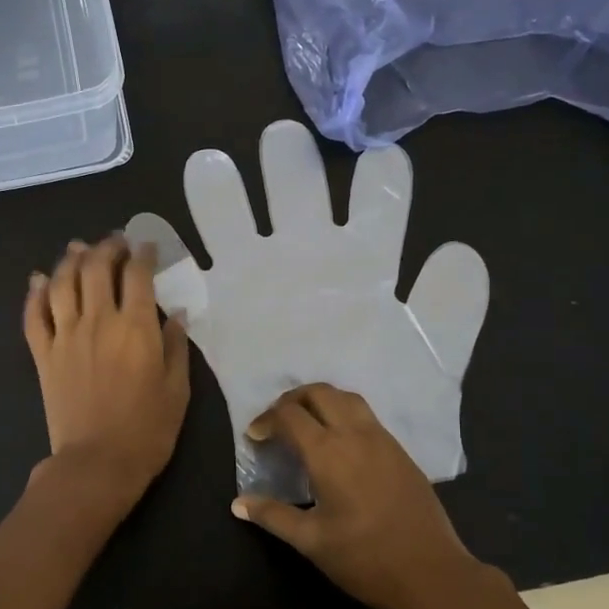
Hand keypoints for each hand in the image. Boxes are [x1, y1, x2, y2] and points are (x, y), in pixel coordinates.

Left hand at [24, 235, 190, 501]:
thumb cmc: (147, 430)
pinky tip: (37, 280)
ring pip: (61, 283)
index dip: (143, 254)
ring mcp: (65, 336)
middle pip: (96, 268)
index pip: (138, 275)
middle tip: (115, 242)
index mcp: (135, 328)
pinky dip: (33, 294)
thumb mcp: (177, 389)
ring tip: (78, 249)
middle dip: (106, 247)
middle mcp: (98, 321)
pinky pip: (33, 316)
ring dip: (69, 260)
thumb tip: (176, 314)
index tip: (147, 246)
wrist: (98, 463)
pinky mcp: (43, 355)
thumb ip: (176, 346)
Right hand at [125, 120, 488, 502]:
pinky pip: (189, 278)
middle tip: (280, 143)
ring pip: (236, 224)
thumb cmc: (399, 407)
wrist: (354, 466)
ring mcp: (259, 280)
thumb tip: (458, 250)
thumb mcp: (434, 363)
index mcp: (363, 264)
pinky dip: (169, 252)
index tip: (383, 160)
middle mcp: (308, 260)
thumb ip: (448, 311)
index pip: (375, 210)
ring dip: (222, 197)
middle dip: (289, 170)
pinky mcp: (221, 311)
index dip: (381, 184)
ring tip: (210, 168)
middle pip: (297, 197)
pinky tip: (150, 226)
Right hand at [230, 383, 507, 608]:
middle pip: (319, 393)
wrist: (431, 573)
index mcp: (328, 452)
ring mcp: (382, 439)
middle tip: (277, 422)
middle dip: (292, 400)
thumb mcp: (311, 541)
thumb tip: (237, 503)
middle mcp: (355, 434)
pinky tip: (339, 442)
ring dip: (321, 400)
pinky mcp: (400, 451)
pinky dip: (343, 413)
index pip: (289, 415)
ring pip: (347, 398)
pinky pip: (366, 416)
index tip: (255, 437)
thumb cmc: (364, 558)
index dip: (266, 420)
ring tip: (306, 423)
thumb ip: (272, 515)